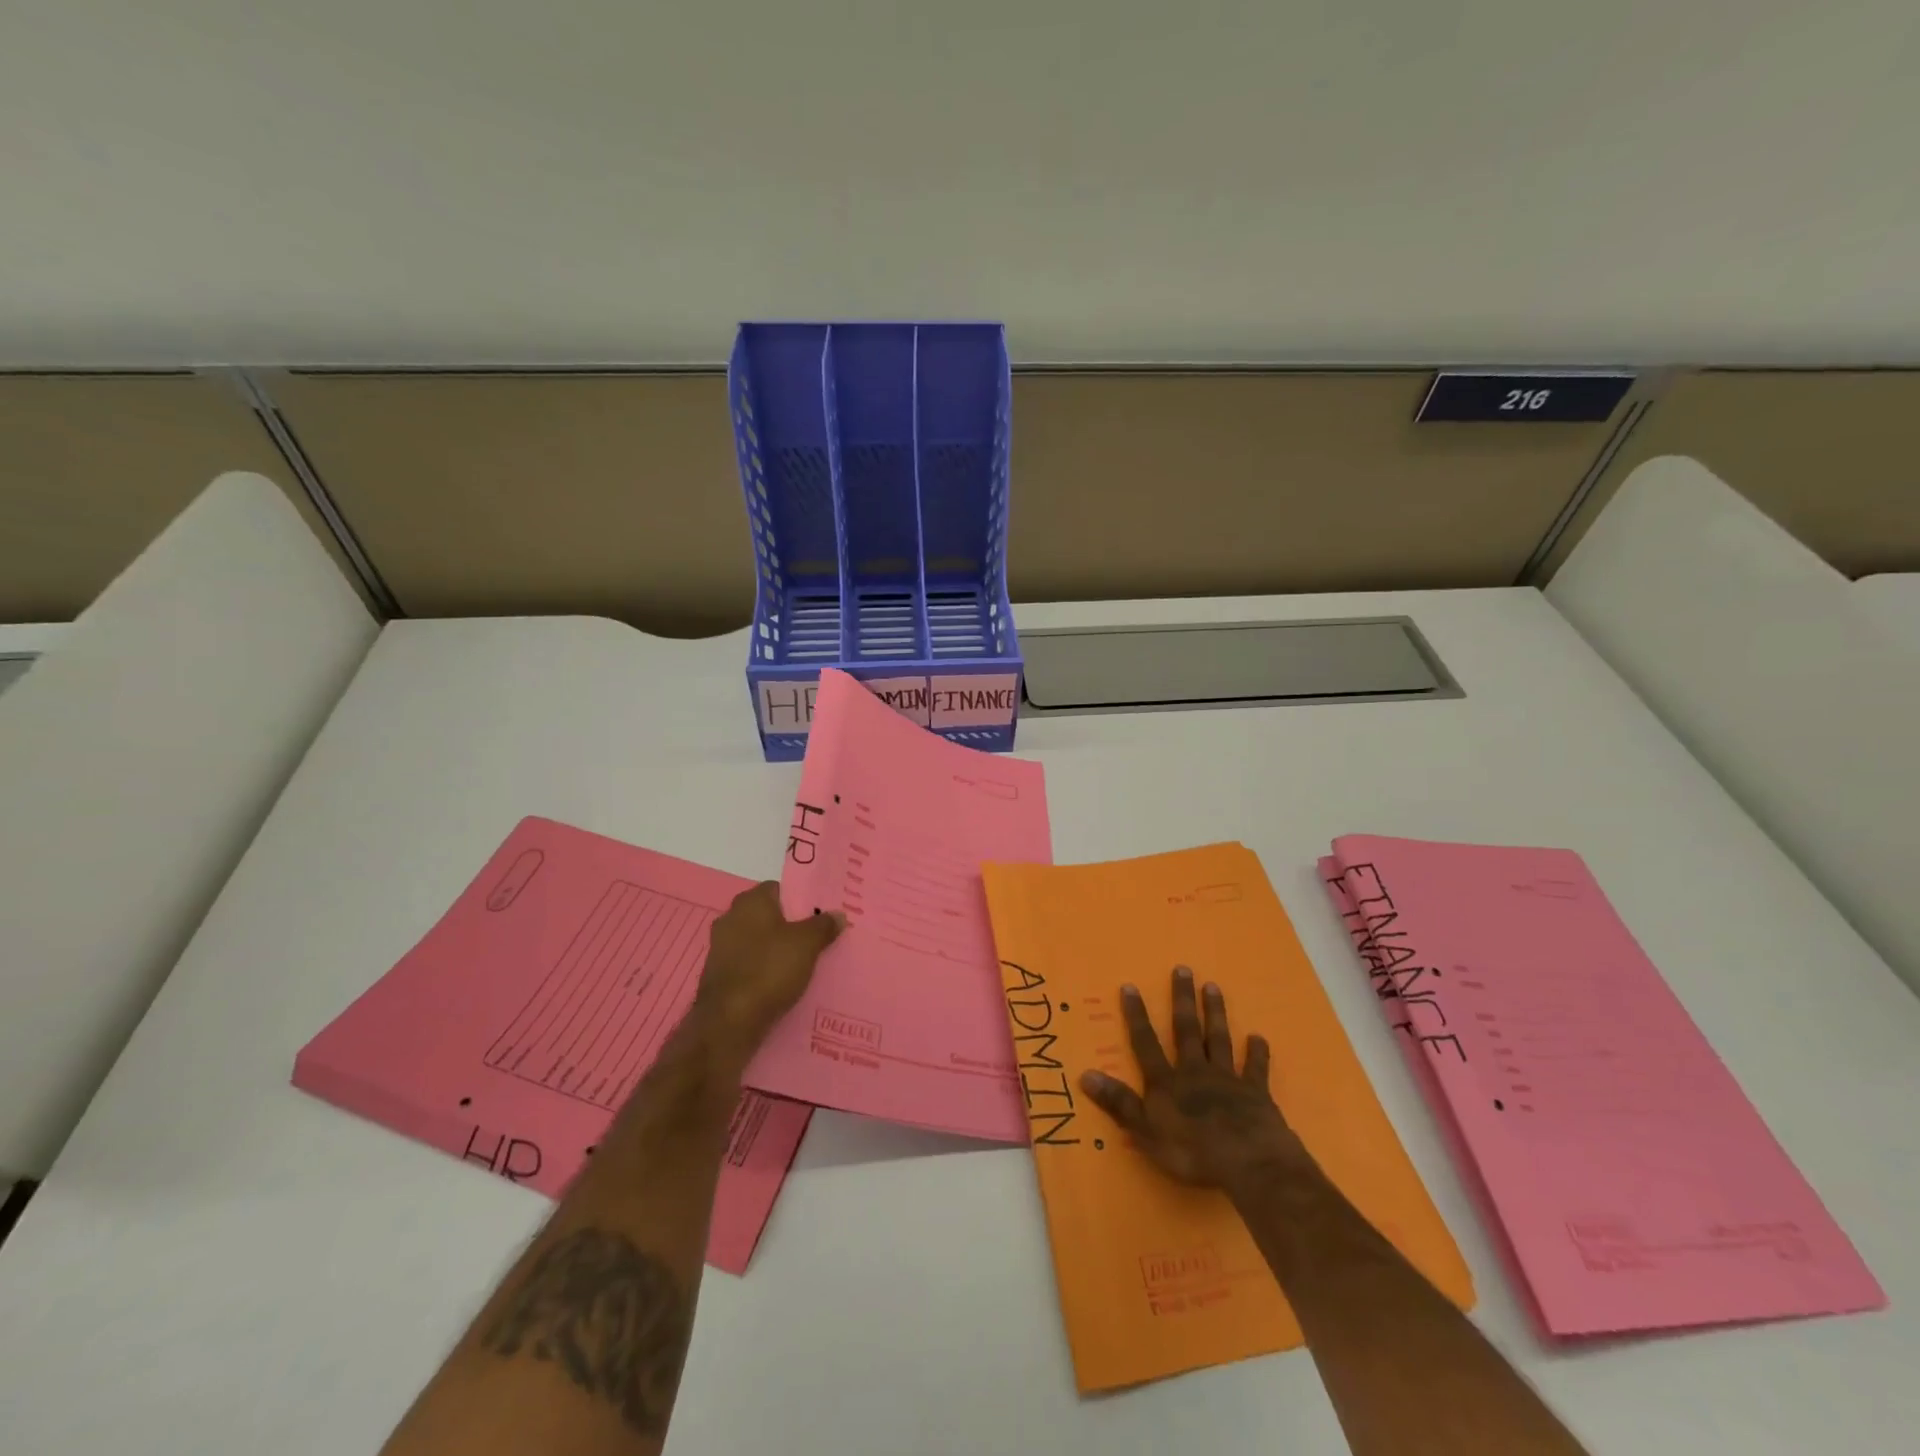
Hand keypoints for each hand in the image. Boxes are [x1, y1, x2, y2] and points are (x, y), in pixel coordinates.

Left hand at [692, 882, 842, 1055]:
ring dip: (777, 950)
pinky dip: (764, 970)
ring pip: (758, 941)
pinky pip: (749, 964)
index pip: (779, 889)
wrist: (729, 1022)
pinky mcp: (718, 975)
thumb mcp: (807, 944)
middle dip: (790, 926)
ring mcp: (720, 947)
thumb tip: (837, 914)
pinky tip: (782, 983)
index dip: (801, 899)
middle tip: (817, 939)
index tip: (820, 915)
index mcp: (750, 902)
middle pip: (769, 916)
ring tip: (804, 964)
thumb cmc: (769, 969)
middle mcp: (730, 918)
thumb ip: (824, 925)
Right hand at [1079, 966, 1307, 1189]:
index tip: (1131, 986)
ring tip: (1213, 986)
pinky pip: (1255, 1068)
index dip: (1137, 1015)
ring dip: (1215, 1013)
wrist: (1249, 1162)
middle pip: (1186, 1030)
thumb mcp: (1146, 1132)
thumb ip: (1119, 1103)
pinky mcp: (1255, 1093)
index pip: (1146, 1042)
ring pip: (1218, 1039)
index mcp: (1167, 1082)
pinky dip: (1257, 1053)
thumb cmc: (1192, 1151)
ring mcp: (1227, 1080)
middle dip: (1182, 999)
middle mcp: (1195, 1072)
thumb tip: (1085, 1074)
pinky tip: (1258, 1037)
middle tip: (1183, 969)